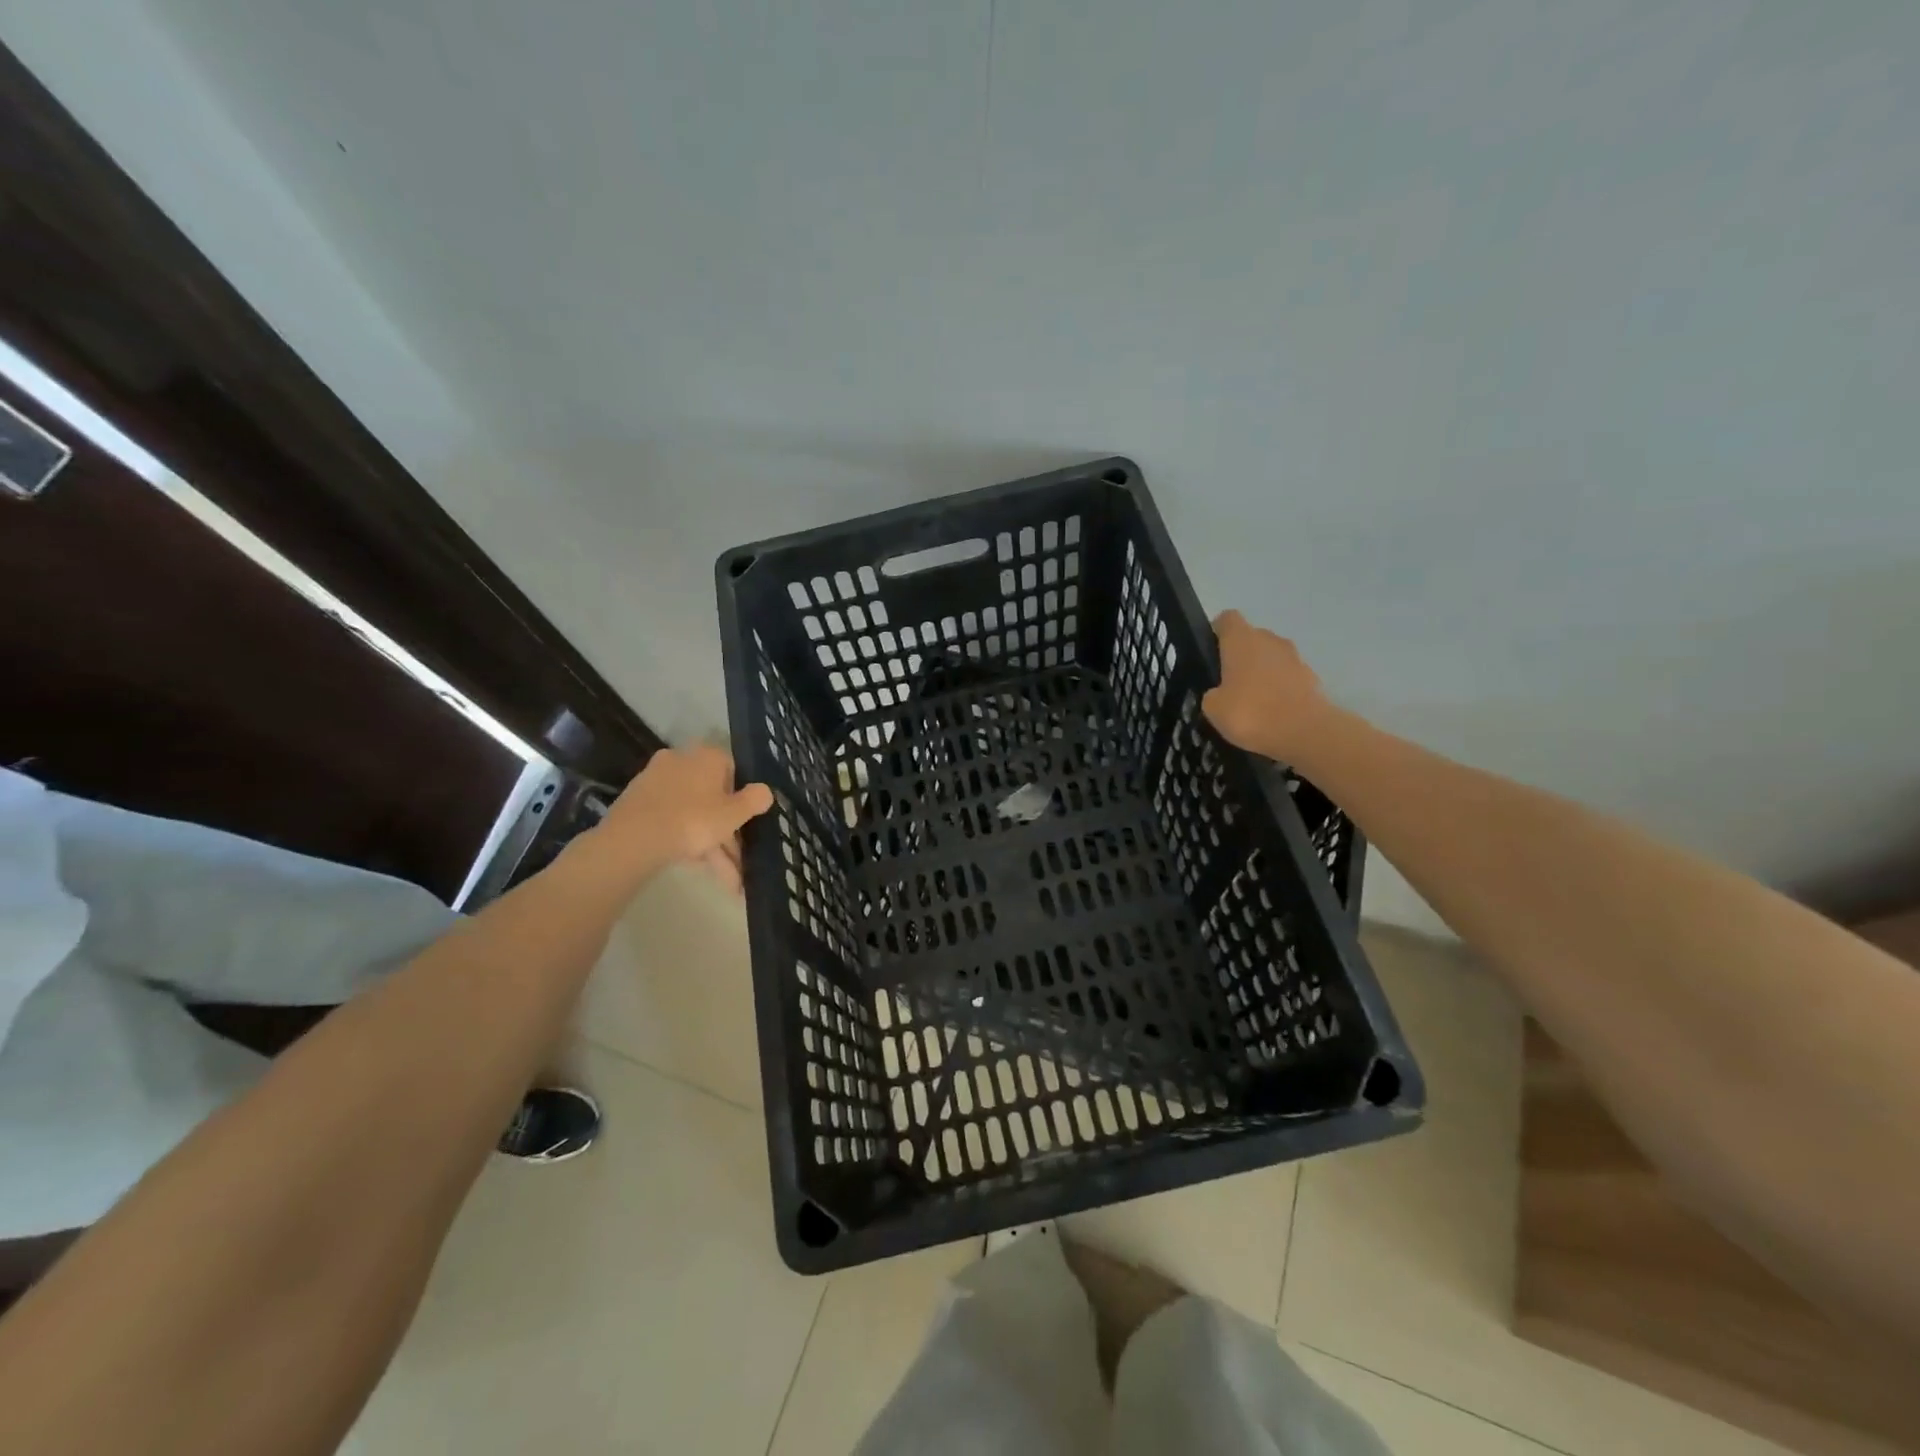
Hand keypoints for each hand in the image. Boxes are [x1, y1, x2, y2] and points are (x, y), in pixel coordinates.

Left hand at [590, 744, 772, 893]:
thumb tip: (766, 791)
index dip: (742, 798)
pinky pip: (671, 820)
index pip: (733, 769)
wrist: (633, 839)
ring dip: (710, 843)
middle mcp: (681, 760)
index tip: (746, 823)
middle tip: (737, 861)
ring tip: (724, 879)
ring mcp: (656, 781)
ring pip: (692, 812)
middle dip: (727, 832)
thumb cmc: (693, 820)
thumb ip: (755, 800)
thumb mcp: (734, 813)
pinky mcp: (637, 803)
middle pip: (711, 796)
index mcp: (707, 756)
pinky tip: (695, 865)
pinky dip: (685, 841)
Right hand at [1202, 610, 1336, 761]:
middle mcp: (1269, 640)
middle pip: (1250, 638)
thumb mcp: (1213, 708)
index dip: (1216, 632)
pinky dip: (1279, 689)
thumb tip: (1220, 693)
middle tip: (1227, 684)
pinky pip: (1287, 677)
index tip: (1210, 654)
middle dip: (1239, 656)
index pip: (1227, 619)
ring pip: (1271, 658)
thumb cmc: (1251, 712)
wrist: (1305, 733)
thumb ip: (1212, 694)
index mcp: (1242, 639)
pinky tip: (1271, 713)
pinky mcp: (1311, 677)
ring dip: (1261, 673)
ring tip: (1250, 702)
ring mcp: (1294, 657)